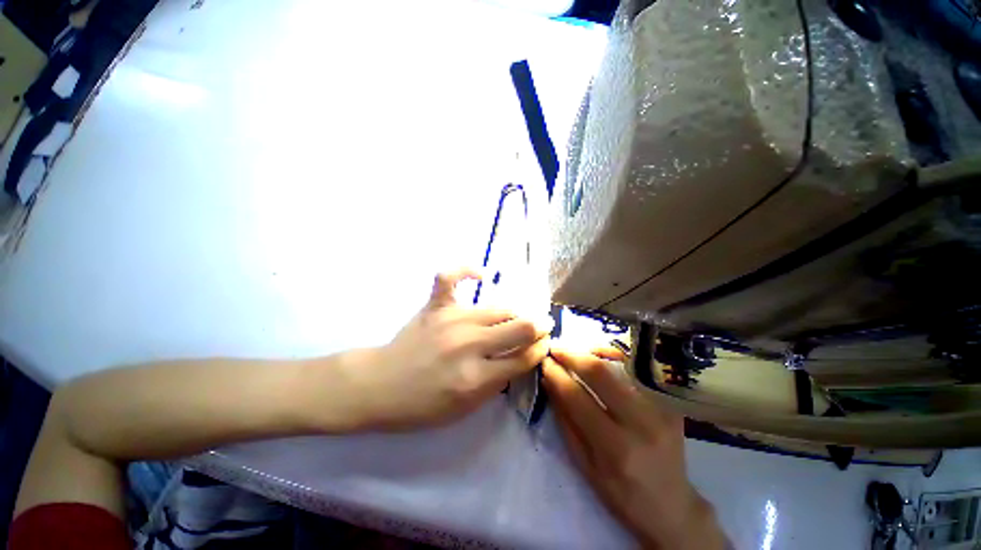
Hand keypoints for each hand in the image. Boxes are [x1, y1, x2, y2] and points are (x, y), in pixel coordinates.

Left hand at [347, 269, 549, 430]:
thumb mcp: (466, 409)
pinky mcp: (435, 306)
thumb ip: (497, 383)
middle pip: (519, 327)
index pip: (524, 357)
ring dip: (515, 312)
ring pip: (499, 308)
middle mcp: (469, 344)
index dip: (540, 348)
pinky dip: (466, 270)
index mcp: (477, 377)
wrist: (379, 386)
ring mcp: (451, 319)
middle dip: (538, 326)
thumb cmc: (422, 405)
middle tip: (541, 326)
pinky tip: (481, 275)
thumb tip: (519, 358)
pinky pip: (450, 276)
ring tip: (519, 316)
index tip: (544, 343)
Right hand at [542, 348, 726, 549]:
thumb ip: (565, 419)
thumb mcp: (584, 464)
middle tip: (554, 348)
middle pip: (600, 373)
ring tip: (573, 350)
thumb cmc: (621, 493)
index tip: (543, 361)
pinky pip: (636, 367)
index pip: (577, 397)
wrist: (671, 505)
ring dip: (590, 351)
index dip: (556, 374)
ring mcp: (661, 409)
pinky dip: (614, 354)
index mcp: (615, 448)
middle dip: (571, 355)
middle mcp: (641, 423)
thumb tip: (548, 381)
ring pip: (620, 363)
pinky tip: (599, 353)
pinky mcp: (671, 401)